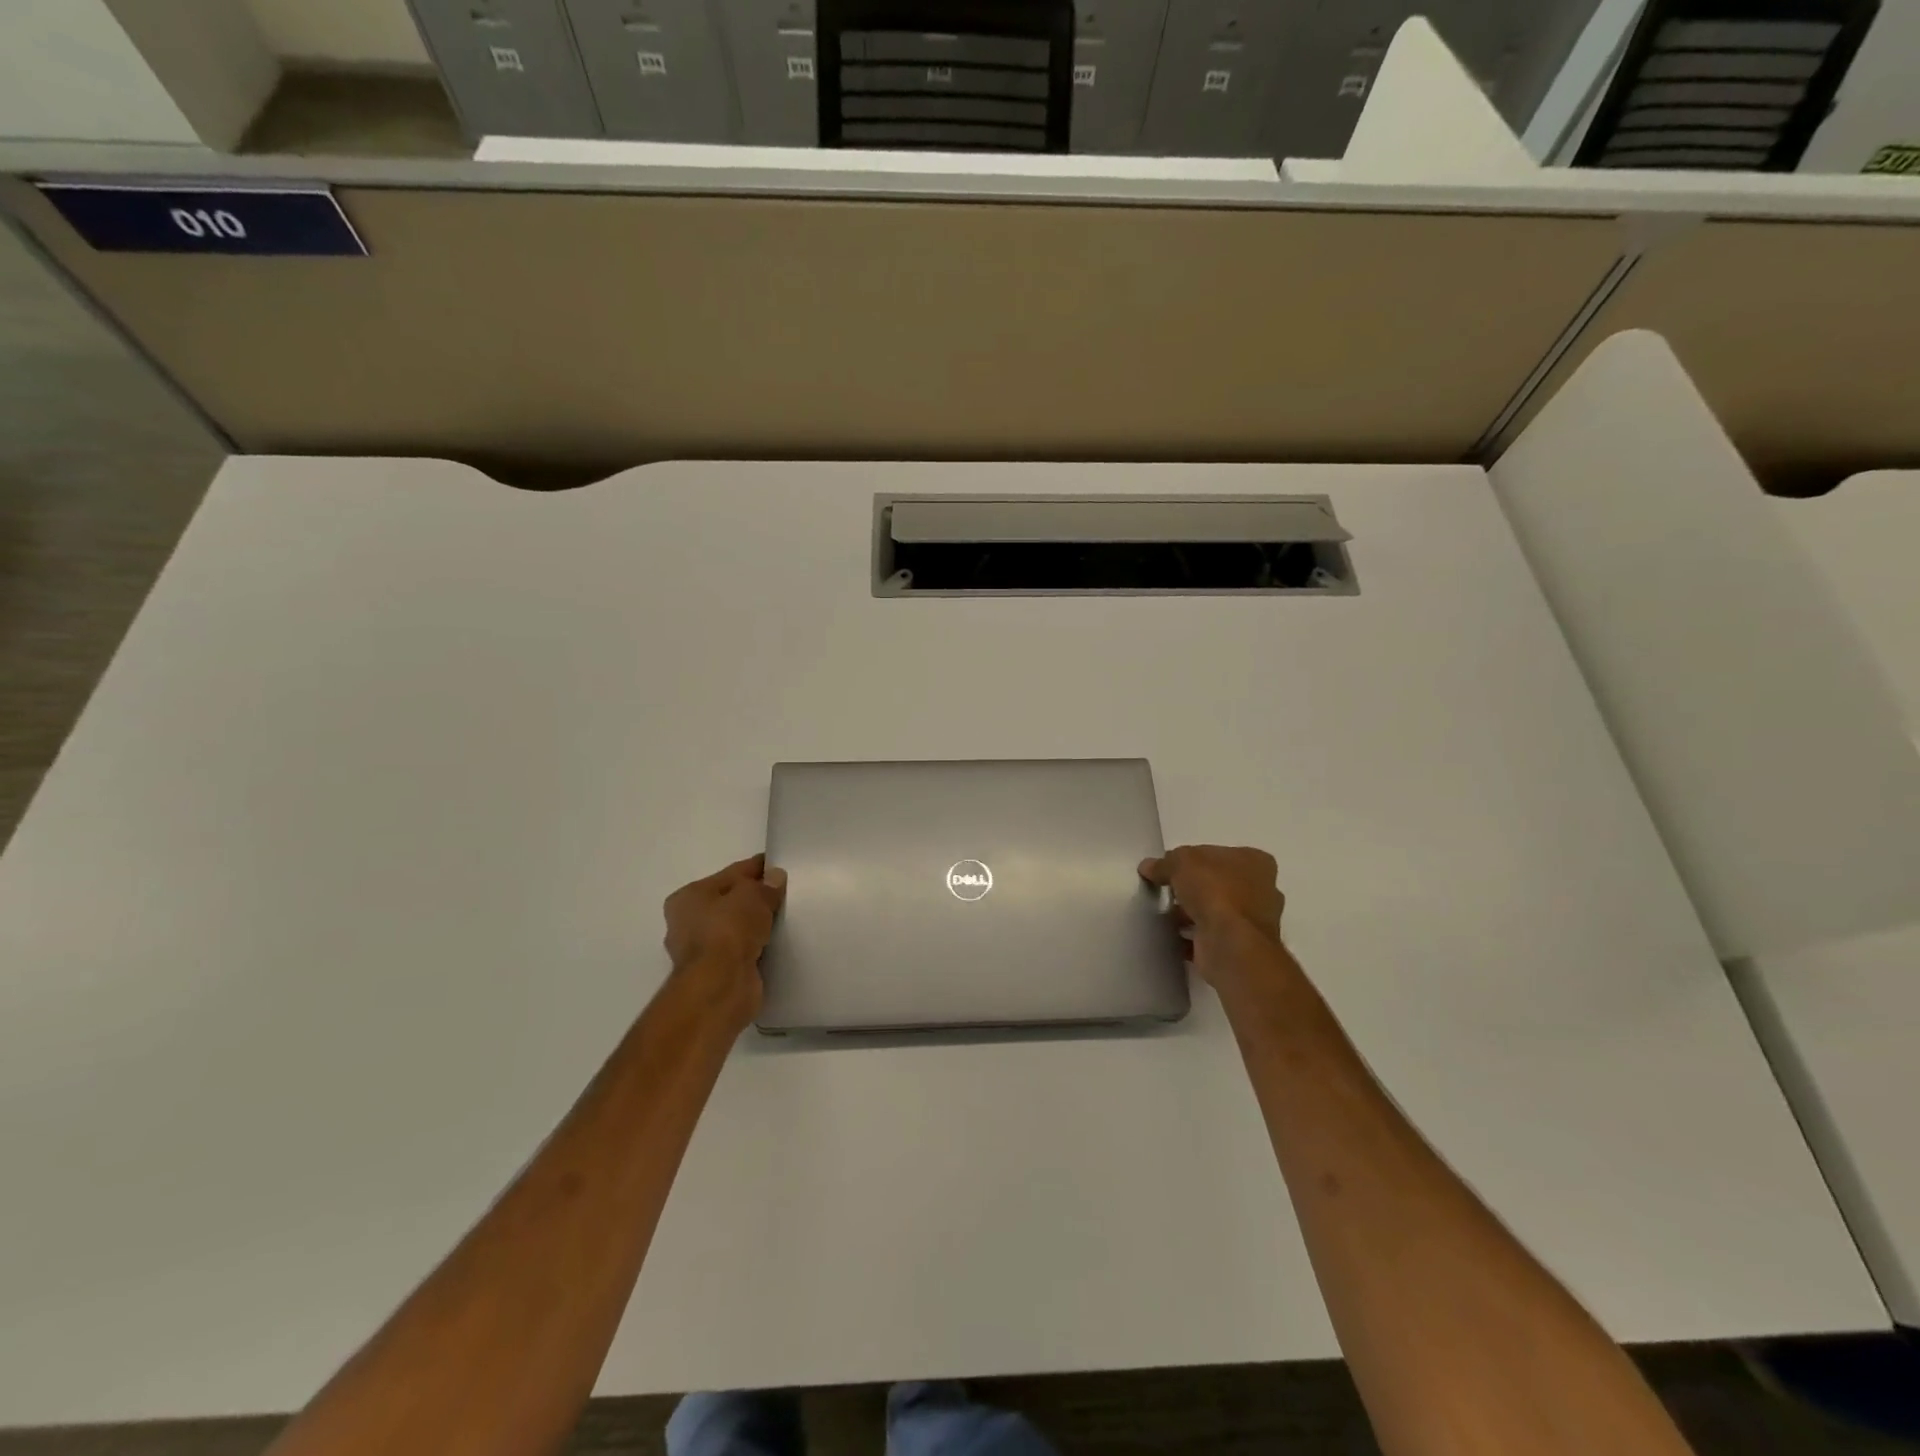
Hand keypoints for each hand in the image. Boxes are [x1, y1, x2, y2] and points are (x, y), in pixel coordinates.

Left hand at [662, 855, 786, 1024]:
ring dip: (755, 925)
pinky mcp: (716, 973)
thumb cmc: (729, 931)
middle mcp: (687, 923)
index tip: (778, 867)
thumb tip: (775, 877)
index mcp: (687, 897)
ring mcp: (700, 951)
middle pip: (729, 902)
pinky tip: (775, 942)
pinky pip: (741, 950)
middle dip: (754, 899)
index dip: (755, 869)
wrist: (721, 986)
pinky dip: (755, 946)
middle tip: (785, 894)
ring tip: (784, 918)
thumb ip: (765, 885)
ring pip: (735, 928)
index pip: (729, 874)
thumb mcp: (752, 896)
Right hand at [1139, 845, 1286, 991]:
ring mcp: (1253, 922)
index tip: (1170, 868)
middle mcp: (1262, 890)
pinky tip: (1172, 936)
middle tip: (1167, 891)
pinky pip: (1211, 937)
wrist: (1230, 945)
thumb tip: (1148, 867)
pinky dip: (1193, 937)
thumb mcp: (1181, 862)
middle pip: (1218, 883)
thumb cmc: (1215, 892)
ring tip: (1165, 915)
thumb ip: (1165, 863)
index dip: (1192, 859)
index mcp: (1256, 862)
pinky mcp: (1241, 948)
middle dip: (1194, 889)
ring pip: (1216, 911)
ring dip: (1192, 914)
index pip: (1219, 854)